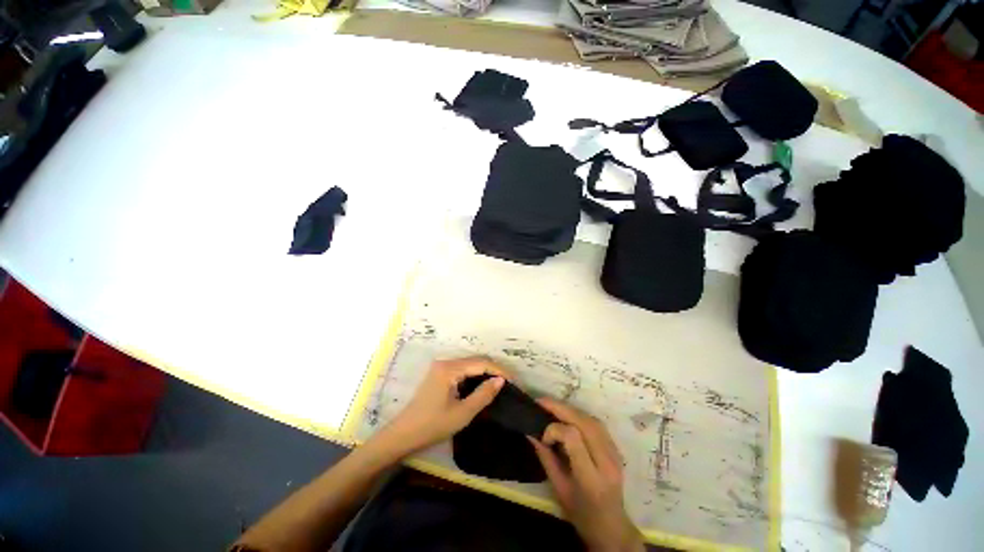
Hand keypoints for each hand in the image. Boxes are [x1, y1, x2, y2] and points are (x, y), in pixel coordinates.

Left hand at [373, 357, 509, 458]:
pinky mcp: (439, 374)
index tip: (513, 381)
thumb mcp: (462, 413)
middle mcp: (445, 362)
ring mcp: (441, 367)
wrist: (403, 435)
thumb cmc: (432, 426)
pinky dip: (474, 376)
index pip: (481, 363)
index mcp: (450, 368)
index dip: (499, 370)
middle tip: (508, 383)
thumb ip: (483, 395)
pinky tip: (482, 385)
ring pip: (469, 365)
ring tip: (499, 384)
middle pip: (475, 360)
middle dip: (493, 370)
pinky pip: (462, 370)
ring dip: (485, 372)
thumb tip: (501, 381)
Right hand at [529, 398, 643, 551]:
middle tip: (542, 402)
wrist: (612, 526)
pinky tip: (569, 416)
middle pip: (584, 422)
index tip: (543, 437)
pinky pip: (597, 424)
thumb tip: (531, 433)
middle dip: (561, 408)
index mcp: (591, 477)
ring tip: (553, 407)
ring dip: (570, 410)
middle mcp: (606, 461)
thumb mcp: (558, 488)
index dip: (554, 430)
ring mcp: (615, 453)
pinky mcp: (616, 449)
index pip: (572, 437)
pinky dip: (580, 416)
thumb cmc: (581, 513)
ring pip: (591, 419)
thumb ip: (546, 458)